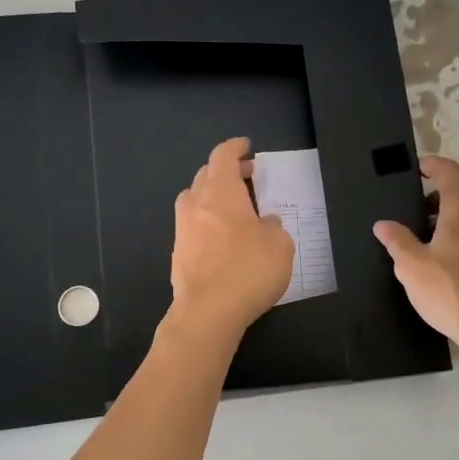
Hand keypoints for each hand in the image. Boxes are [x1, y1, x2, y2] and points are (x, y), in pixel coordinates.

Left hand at [167, 137, 294, 341]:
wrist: (208, 312)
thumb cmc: (249, 270)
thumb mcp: (280, 245)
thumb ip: (273, 227)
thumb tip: (264, 223)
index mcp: (222, 192)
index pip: (222, 156)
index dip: (235, 148)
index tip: (246, 147)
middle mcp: (197, 204)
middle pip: (206, 174)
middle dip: (226, 171)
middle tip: (247, 178)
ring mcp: (182, 229)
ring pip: (194, 199)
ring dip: (212, 195)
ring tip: (233, 207)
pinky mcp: (178, 253)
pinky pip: (192, 225)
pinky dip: (206, 221)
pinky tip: (222, 239)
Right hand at [373, 155, 458, 355]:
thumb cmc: (452, 291)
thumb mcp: (412, 266)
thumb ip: (397, 240)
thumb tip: (383, 225)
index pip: (447, 170)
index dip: (430, 166)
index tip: (417, 169)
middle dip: (438, 201)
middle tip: (415, 219)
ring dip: (455, 221)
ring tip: (432, 245)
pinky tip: (455, 264)